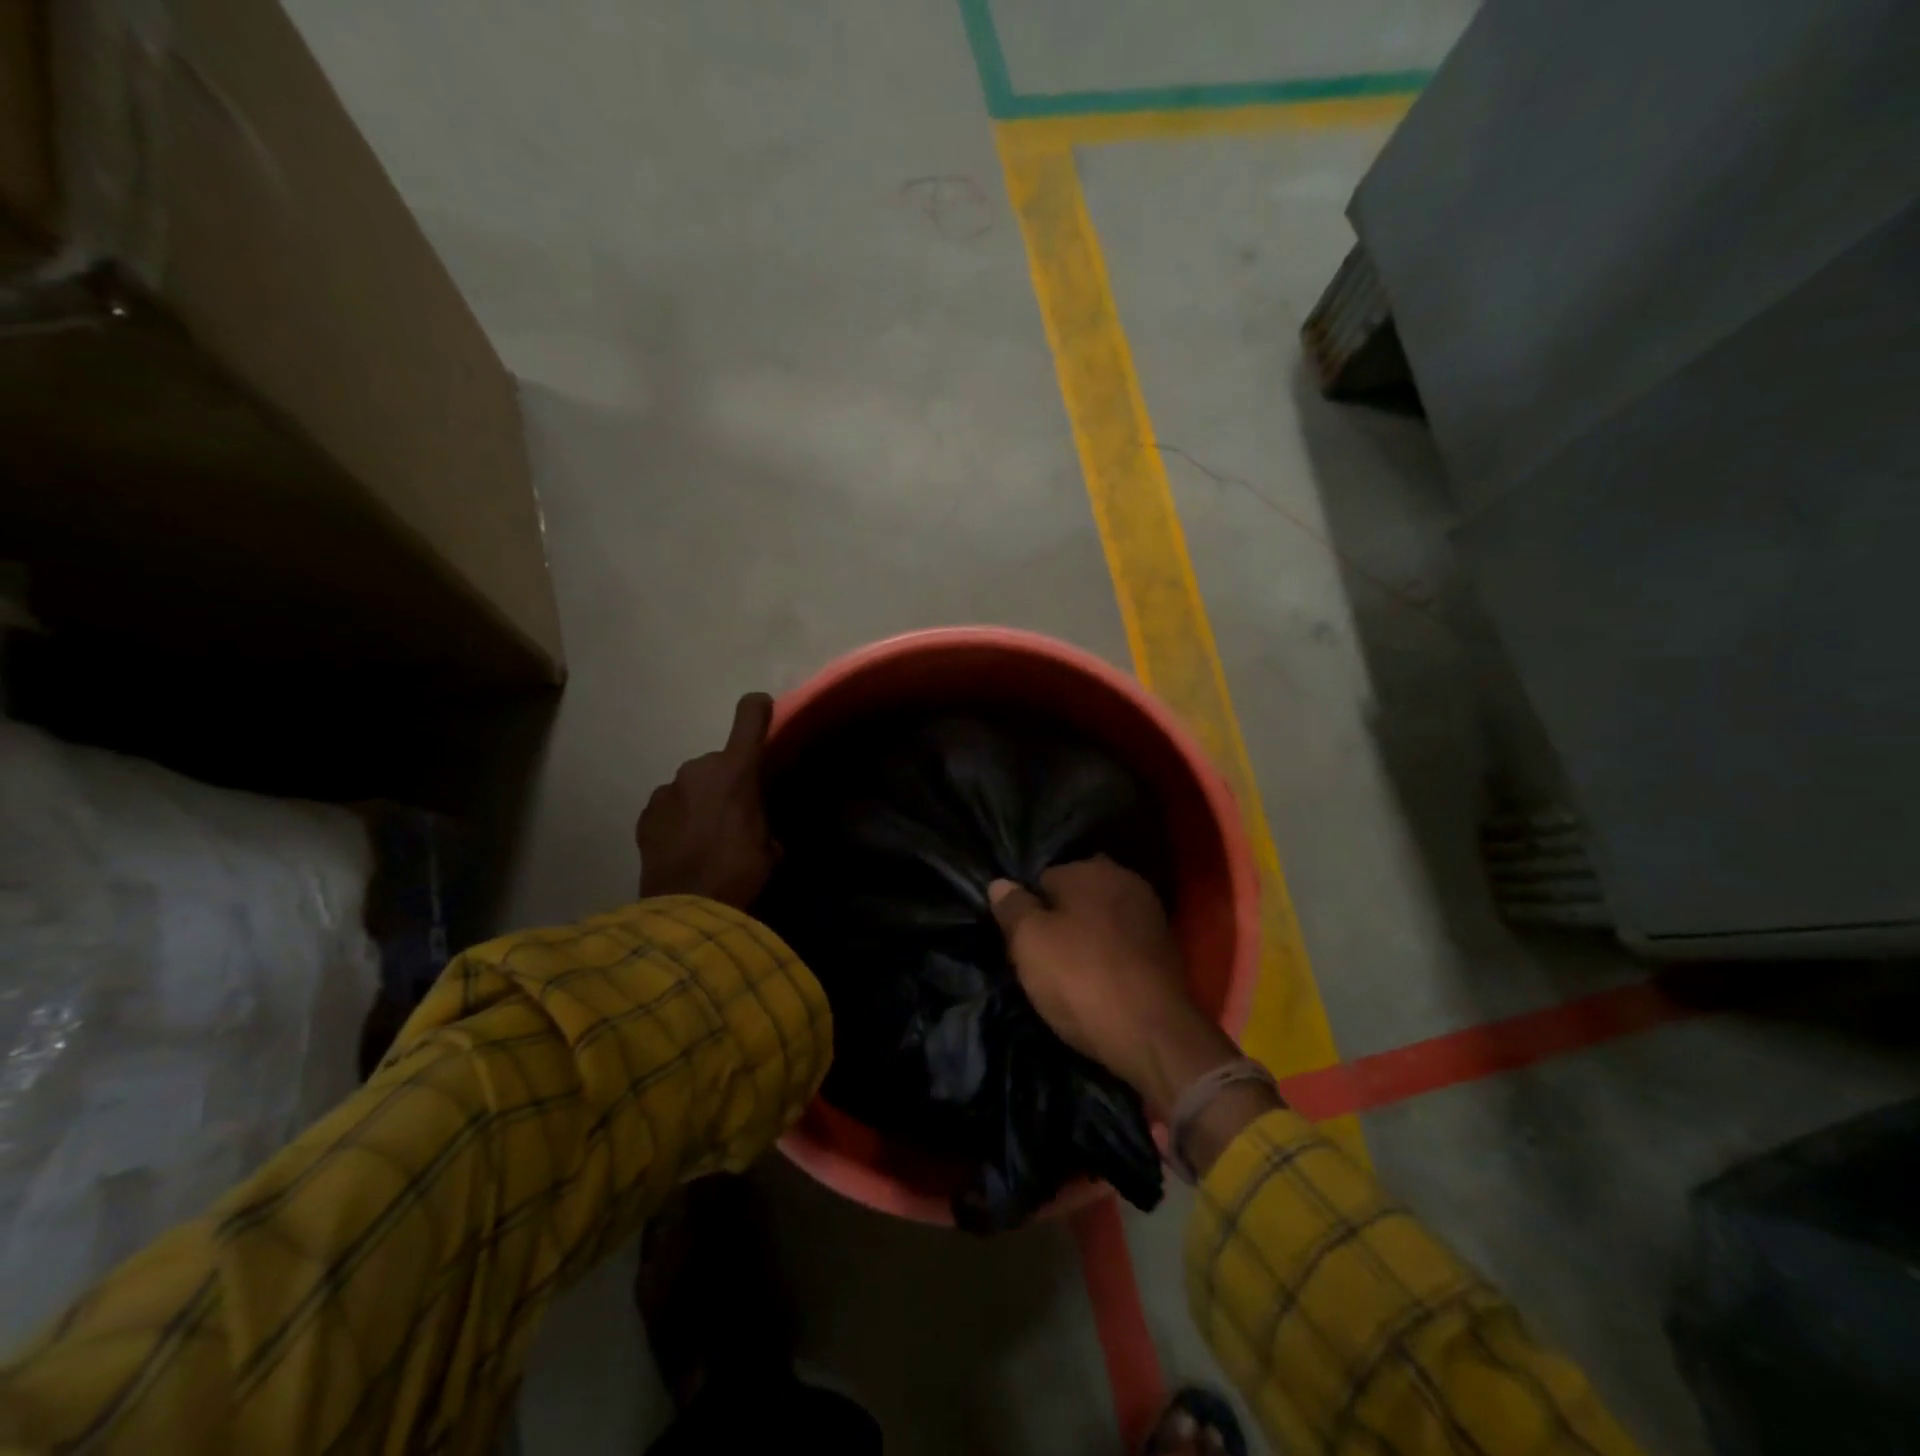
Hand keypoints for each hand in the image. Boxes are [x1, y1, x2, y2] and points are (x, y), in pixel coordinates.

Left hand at [637, 693, 779, 908]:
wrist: (686, 909)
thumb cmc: (739, 873)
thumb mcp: (770, 847)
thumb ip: (765, 821)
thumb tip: (761, 828)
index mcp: (737, 770)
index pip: (749, 717)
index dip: (758, 709)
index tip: (763, 708)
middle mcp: (698, 768)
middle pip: (718, 762)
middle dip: (726, 781)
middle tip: (733, 815)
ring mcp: (667, 790)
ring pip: (691, 785)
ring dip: (700, 800)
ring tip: (705, 835)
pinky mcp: (646, 813)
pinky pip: (669, 806)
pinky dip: (677, 818)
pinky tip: (683, 846)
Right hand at [988, 857, 1239, 1118]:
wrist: (1154, 1035)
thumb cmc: (1082, 978)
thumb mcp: (1029, 942)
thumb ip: (1013, 907)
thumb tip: (1001, 883)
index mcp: (1090, 868)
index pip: (1043, 879)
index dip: (1027, 912)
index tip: (1020, 944)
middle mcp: (1124, 880)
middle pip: (1075, 898)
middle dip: (1059, 922)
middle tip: (1042, 962)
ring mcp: (1150, 914)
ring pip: (1100, 921)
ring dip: (1086, 940)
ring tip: (1070, 978)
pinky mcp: (1166, 949)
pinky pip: (1123, 945)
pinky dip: (1110, 959)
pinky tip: (1100, 986)